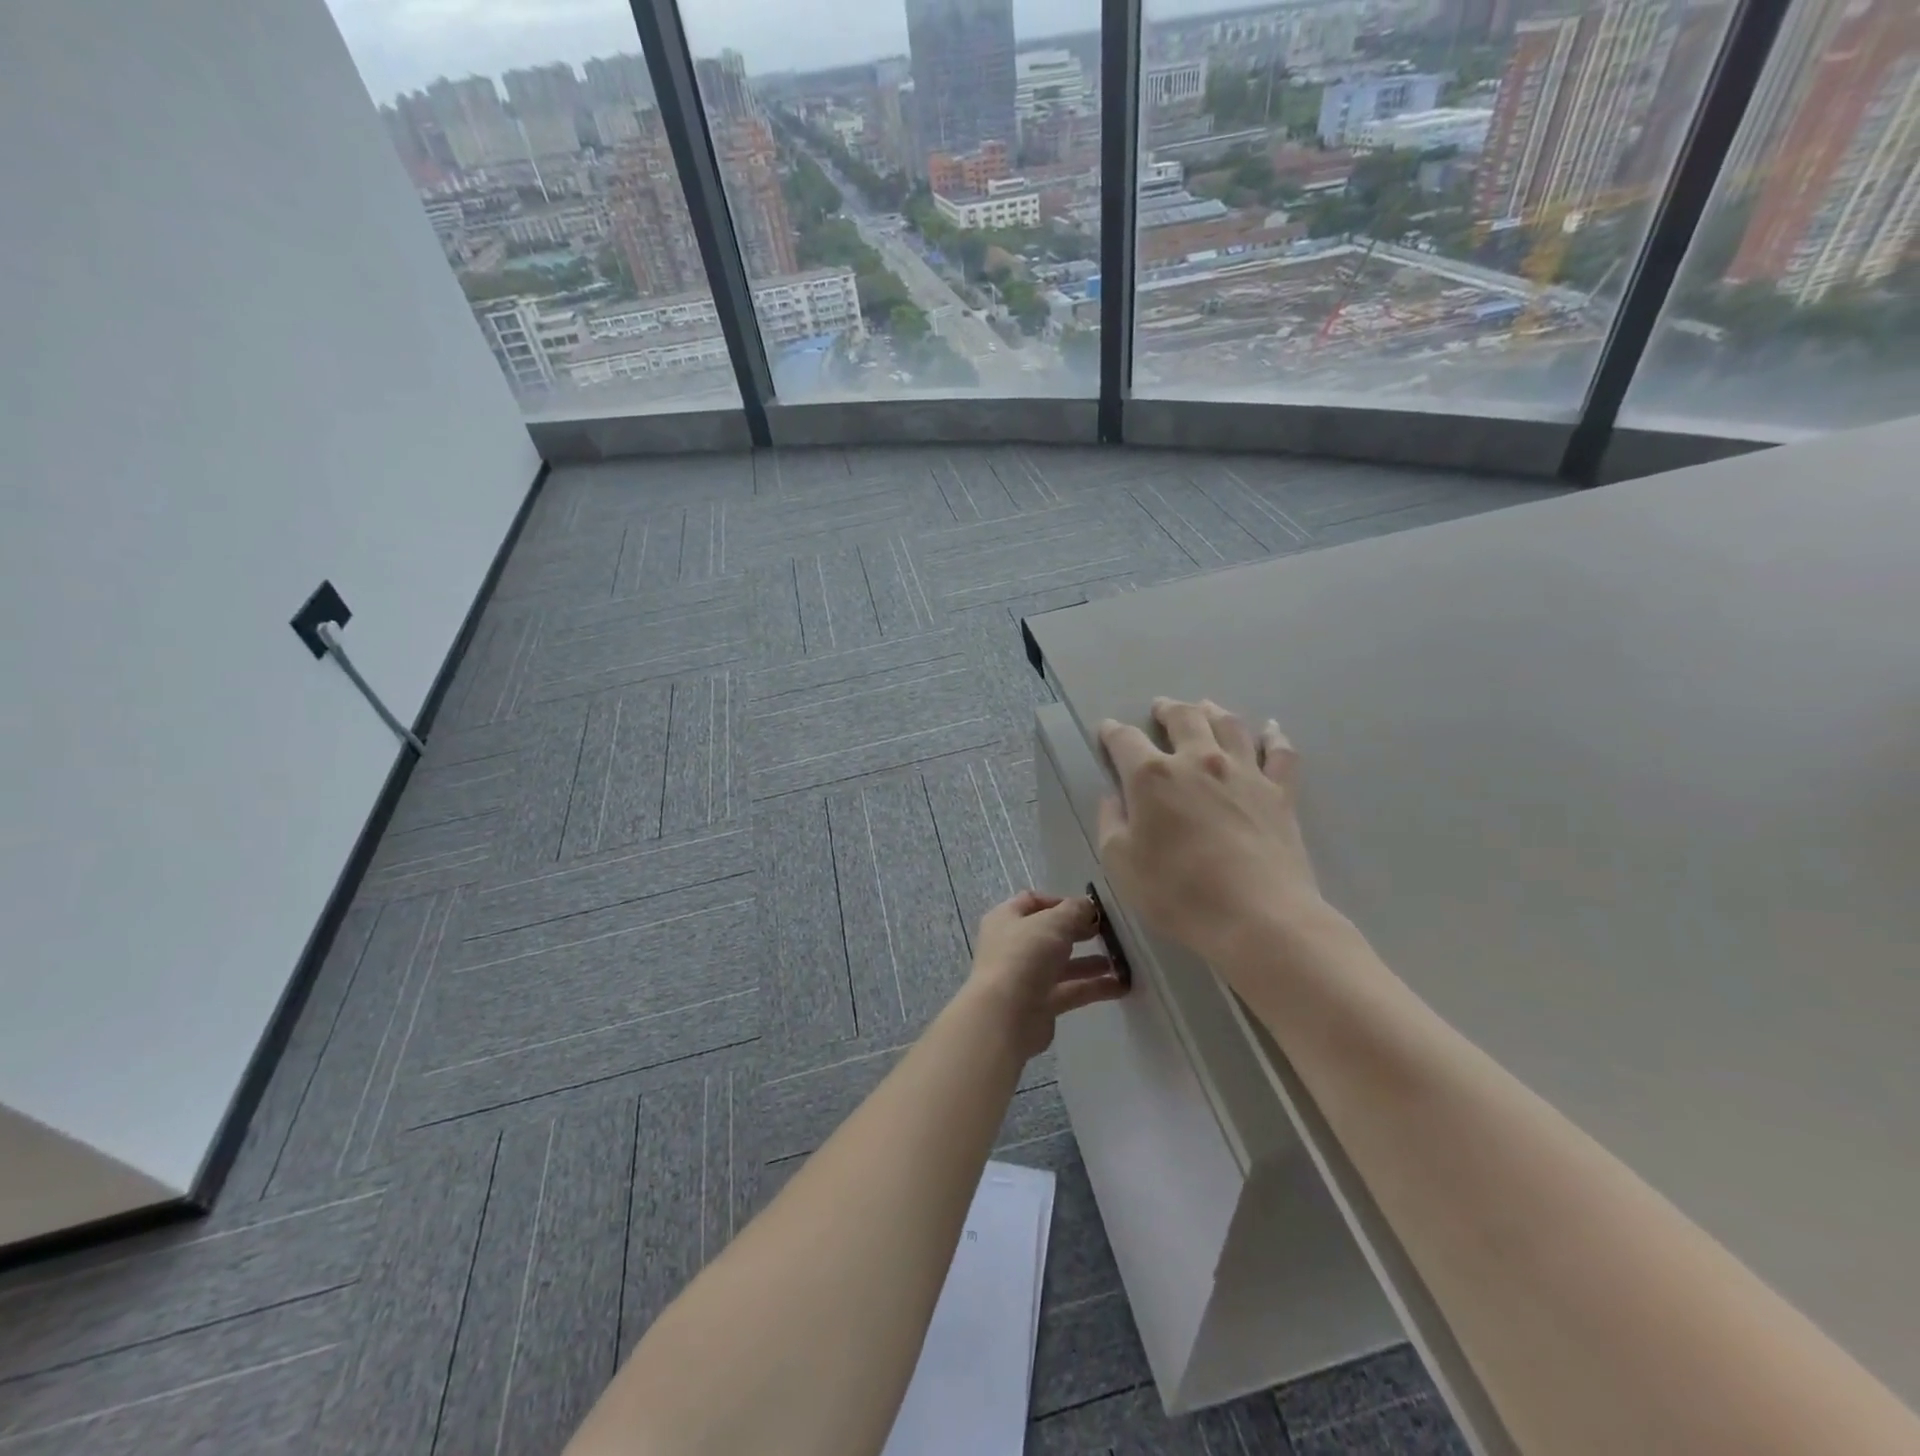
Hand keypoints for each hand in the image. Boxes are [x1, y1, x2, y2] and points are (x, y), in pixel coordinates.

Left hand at [964, 891, 1126, 1059]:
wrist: (1005, 1016)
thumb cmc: (1024, 956)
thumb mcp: (1053, 923)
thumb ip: (1074, 910)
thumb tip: (1088, 905)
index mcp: (1006, 919)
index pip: (1033, 901)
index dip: (1061, 902)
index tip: (1089, 908)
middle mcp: (1014, 945)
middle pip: (1050, 933)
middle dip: (1079, 931)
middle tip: (1109, 932)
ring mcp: (1026, 976)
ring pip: (1063, 964)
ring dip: (1091, 962)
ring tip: (1121, 959)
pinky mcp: (1041, 1004)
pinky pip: (1071, 990)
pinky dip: (1094, 987)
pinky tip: (1122, 985)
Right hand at [1097, 697, 1327, 965]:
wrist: (1257, 917)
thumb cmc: (1177, 892)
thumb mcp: (1120, 863)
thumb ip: (1111, 822)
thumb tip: (1114, 797)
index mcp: (1152, 776)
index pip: (1125, 740)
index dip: (1112, 732)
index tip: (1106, 730)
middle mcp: (1197, 760)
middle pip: (1183, 718)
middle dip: (1167, 709)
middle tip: (1160, 708)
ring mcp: (1244, 772)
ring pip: (1228, 725)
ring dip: (1212, 711)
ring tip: (1205, 707)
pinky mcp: (1280, 792)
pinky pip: (1280, 752)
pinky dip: (1273, 736)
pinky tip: (1270, 728)